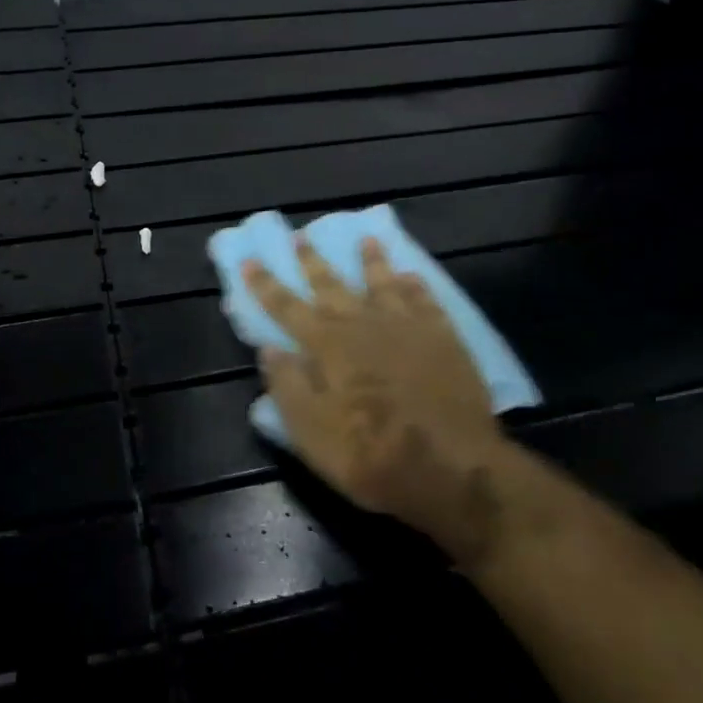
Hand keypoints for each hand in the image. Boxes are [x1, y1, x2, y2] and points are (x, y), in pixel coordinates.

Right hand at [243, 237, 513, 562]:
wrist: (453, 467)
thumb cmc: (372, 455)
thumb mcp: (312, 432)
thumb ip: (288, 386)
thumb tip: (268, 349)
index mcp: (327, 346)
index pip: (287, 307)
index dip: (265, 285)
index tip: (249, 260)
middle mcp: (363, 325)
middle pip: (332, 286)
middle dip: (313, 261)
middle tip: (301, 235)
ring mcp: (407, 327)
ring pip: (383, 283)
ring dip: (372, 260)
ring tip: (367, 238)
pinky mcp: (443, 338)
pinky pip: (426, 301)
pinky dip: (416, 286)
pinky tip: (412, 275)